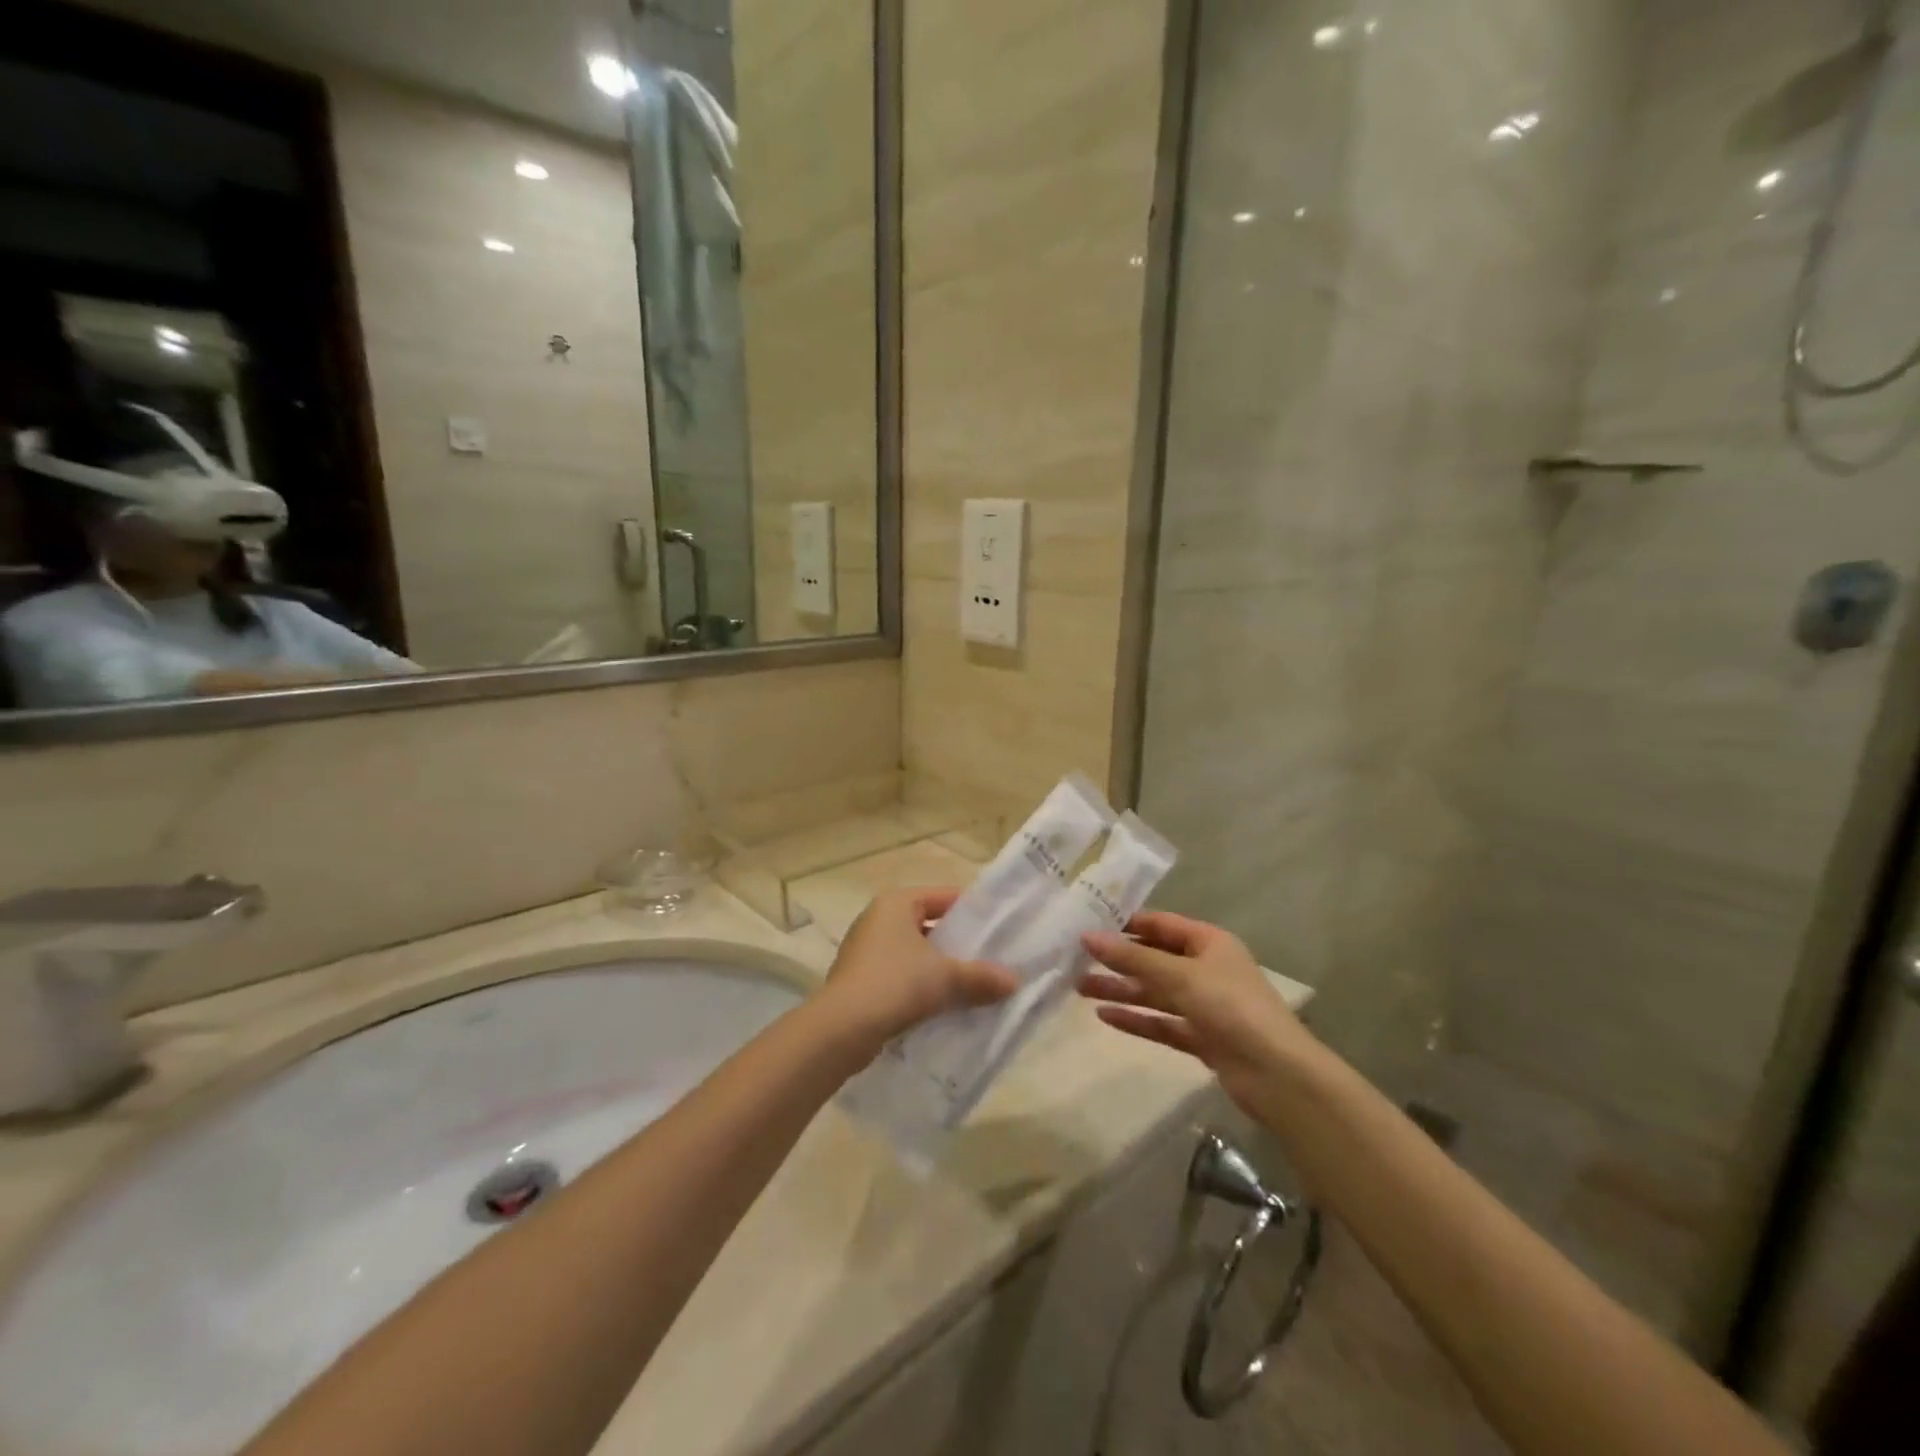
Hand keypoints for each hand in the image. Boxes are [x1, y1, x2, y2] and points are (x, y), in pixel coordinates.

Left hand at [817, 888, 1017, 1051]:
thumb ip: (982, 977)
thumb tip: (1015, 981)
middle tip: (989, 958)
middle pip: (928, 924)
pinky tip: (942, 1005)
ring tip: (971, 985)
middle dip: (957, 942)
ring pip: (914, 953)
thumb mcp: (946, 978)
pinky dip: (920, 985)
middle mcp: (876, 919)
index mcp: (896, 903)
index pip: (942, 896)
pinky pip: (899, 975)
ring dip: (938, 967)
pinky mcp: (858, 980)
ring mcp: (864, 950)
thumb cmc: (896, 984)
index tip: (998, 928)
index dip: (971, 910)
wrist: (841, 1029)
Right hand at [1081, 912, 1316, 1118]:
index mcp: (1209, 942)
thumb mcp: (1179, 975)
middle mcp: (1206, 968)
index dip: (1126, 924)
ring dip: (1121, 989)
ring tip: (1079, 988)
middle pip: (1154, 959)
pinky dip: (1136, 1019)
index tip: (1088, 924)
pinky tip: (1105, 1017)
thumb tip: (1088, 937)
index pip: (1161, 924)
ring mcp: (1204, 1005)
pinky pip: (1161, 1022)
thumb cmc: (1230, 1007)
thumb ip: (1133, 958)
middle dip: (1118, 960)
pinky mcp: (1201, 1038)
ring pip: (1154, 992)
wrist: (1277, 1074)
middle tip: (1076, 959)